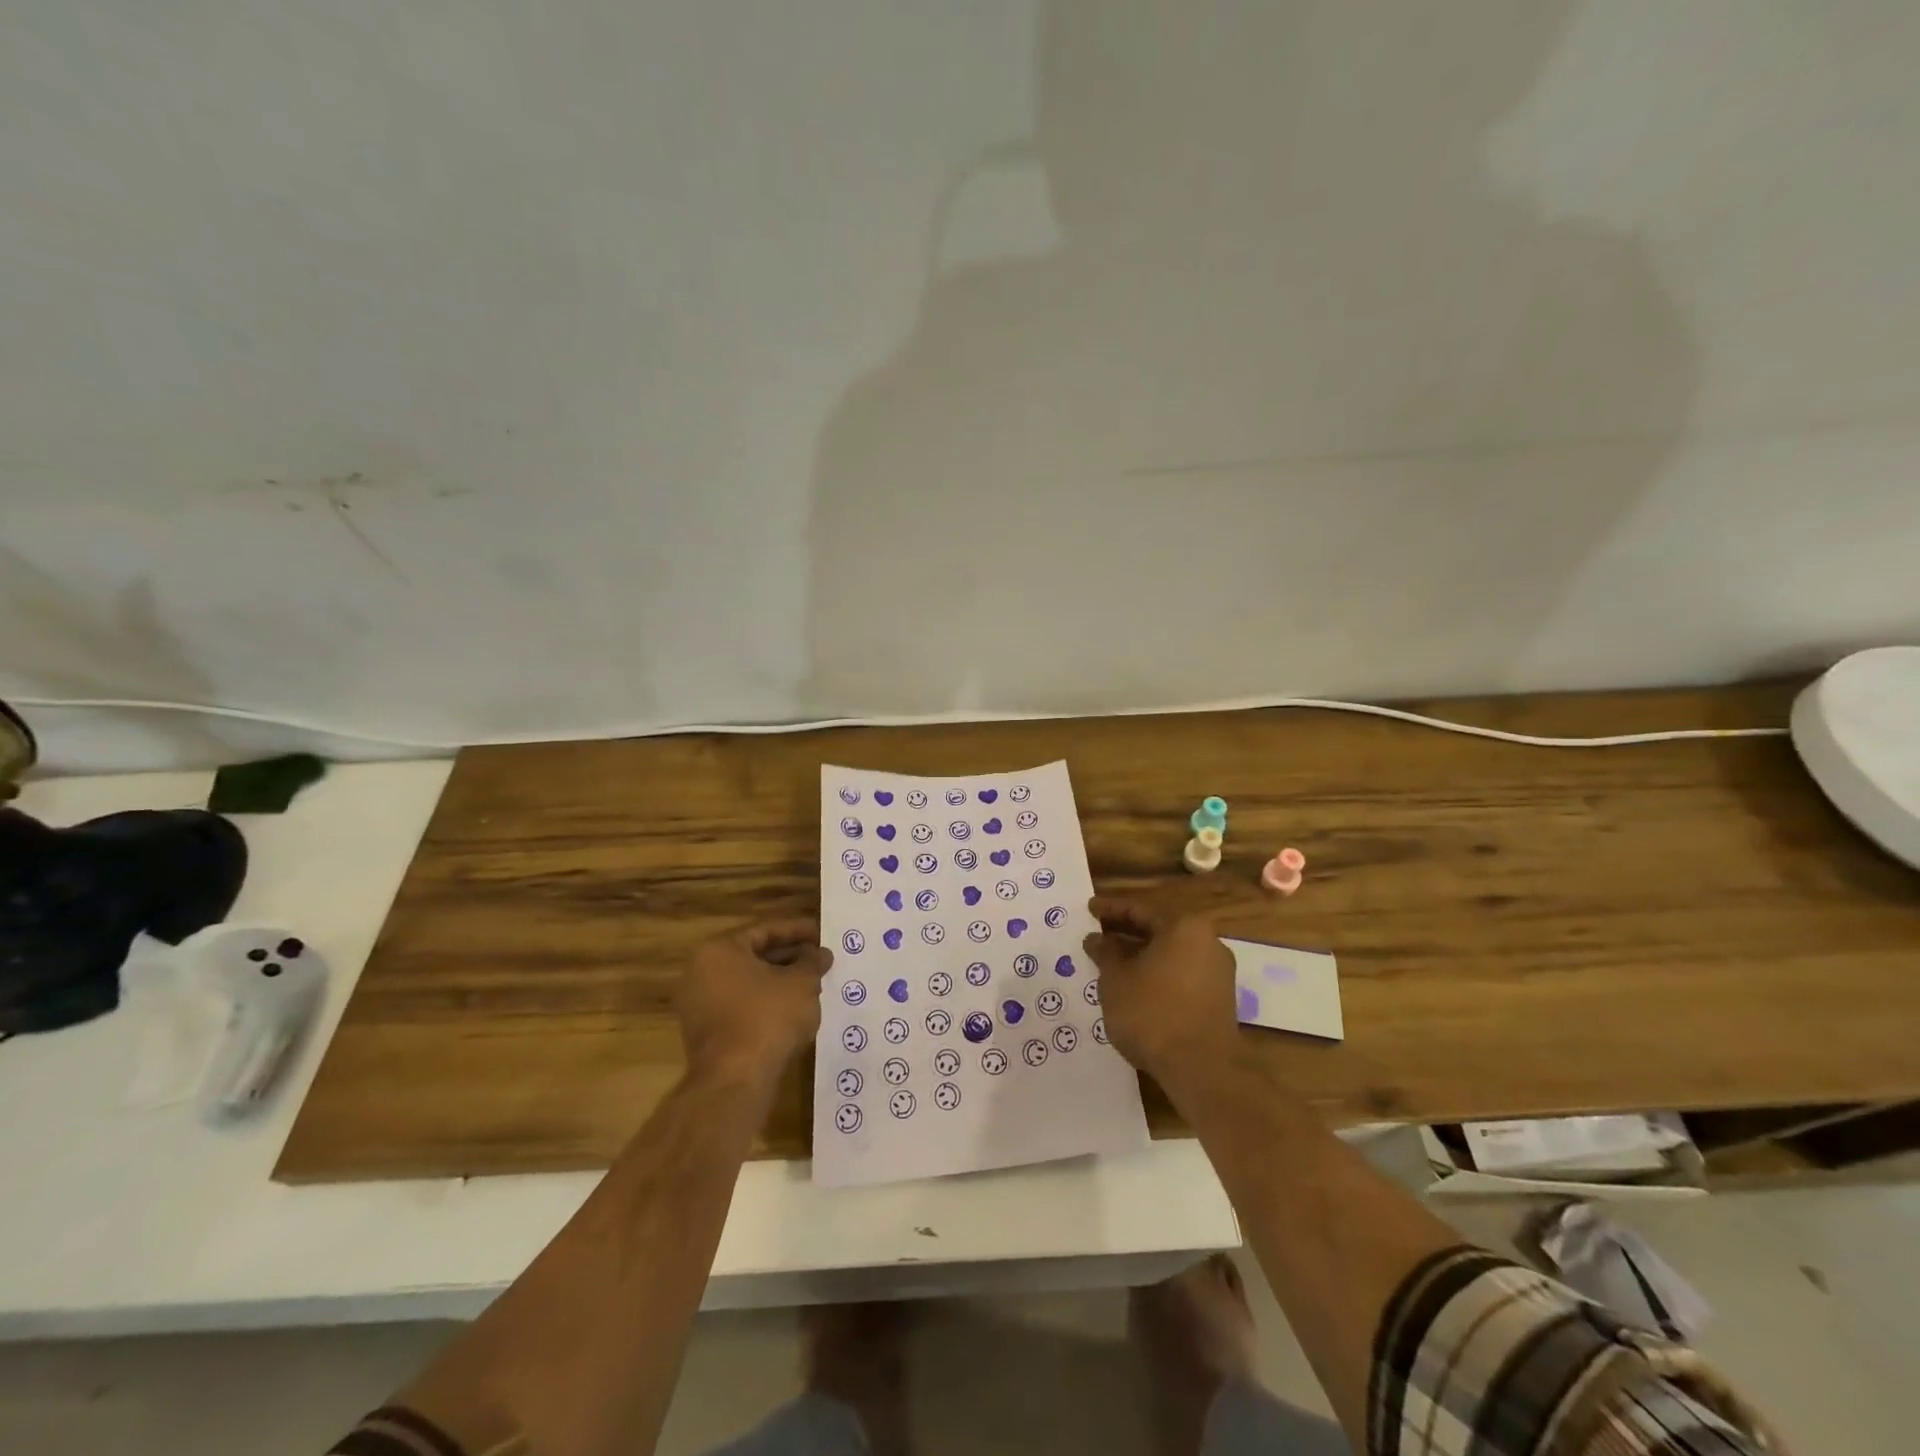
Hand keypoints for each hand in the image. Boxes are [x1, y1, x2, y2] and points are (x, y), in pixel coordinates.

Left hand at [677, 919, 832, 1084]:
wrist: (734, 1080)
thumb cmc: (768, 1017)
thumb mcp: (801, 983)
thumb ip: (811, 962)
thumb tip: (819, 954)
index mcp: (719, 950)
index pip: (765, 931)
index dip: (798, 931)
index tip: (822, 934)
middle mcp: (700, 972)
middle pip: (754, 956)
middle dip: (790, 957)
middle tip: (819, 959)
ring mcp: (698, 1005)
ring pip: (748, 983)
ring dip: (780, 981)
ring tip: (813, 983)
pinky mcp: (705, 1033)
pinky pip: (741, 1006)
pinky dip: (766, 1003)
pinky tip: (793, 1009)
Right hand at [1083, 897, 1239, 1087]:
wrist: (1201, 1068)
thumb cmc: (1152, 1012)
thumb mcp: (1115, 979)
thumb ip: (1105, 953)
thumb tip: (1097, 939)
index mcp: (1184, 927)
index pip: (1140, 910)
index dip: (1110, 909)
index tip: (1088, 909)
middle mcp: (1207, 942)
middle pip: (1159, 930)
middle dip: (1126, 933)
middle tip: (1097, 935)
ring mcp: (1217, 972)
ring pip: (1170, 954)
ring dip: (1141, 956)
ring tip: (1111, 963)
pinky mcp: (1219, 999)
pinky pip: (1181, 975)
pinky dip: (1157, 975)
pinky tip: (1135, 987)